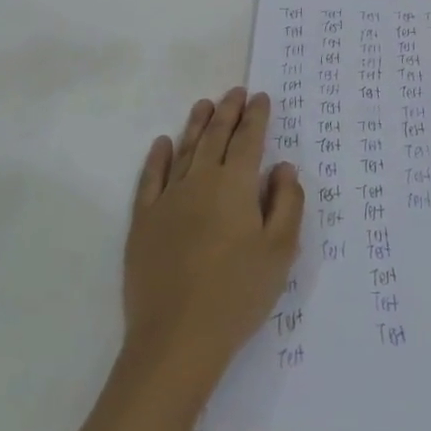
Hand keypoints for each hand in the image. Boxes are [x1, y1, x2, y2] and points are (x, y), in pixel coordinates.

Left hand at [122, 87, 303, 393]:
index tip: (261, 97)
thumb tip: (284, 167)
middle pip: (216, 136)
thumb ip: (287, 203)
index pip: (249, 139)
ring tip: (204, 104)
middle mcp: (201, 181)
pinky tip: (162, 143)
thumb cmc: (237, 294)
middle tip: (235, 92)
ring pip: (185, 150)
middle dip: (228, 111)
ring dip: (196, 124)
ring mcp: (168, 199)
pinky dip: (157, 157)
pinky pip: (150, 178)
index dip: (256, 116)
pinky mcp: (143, 221)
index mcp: (236, 185)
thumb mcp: (280, 251)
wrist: (176, 339)